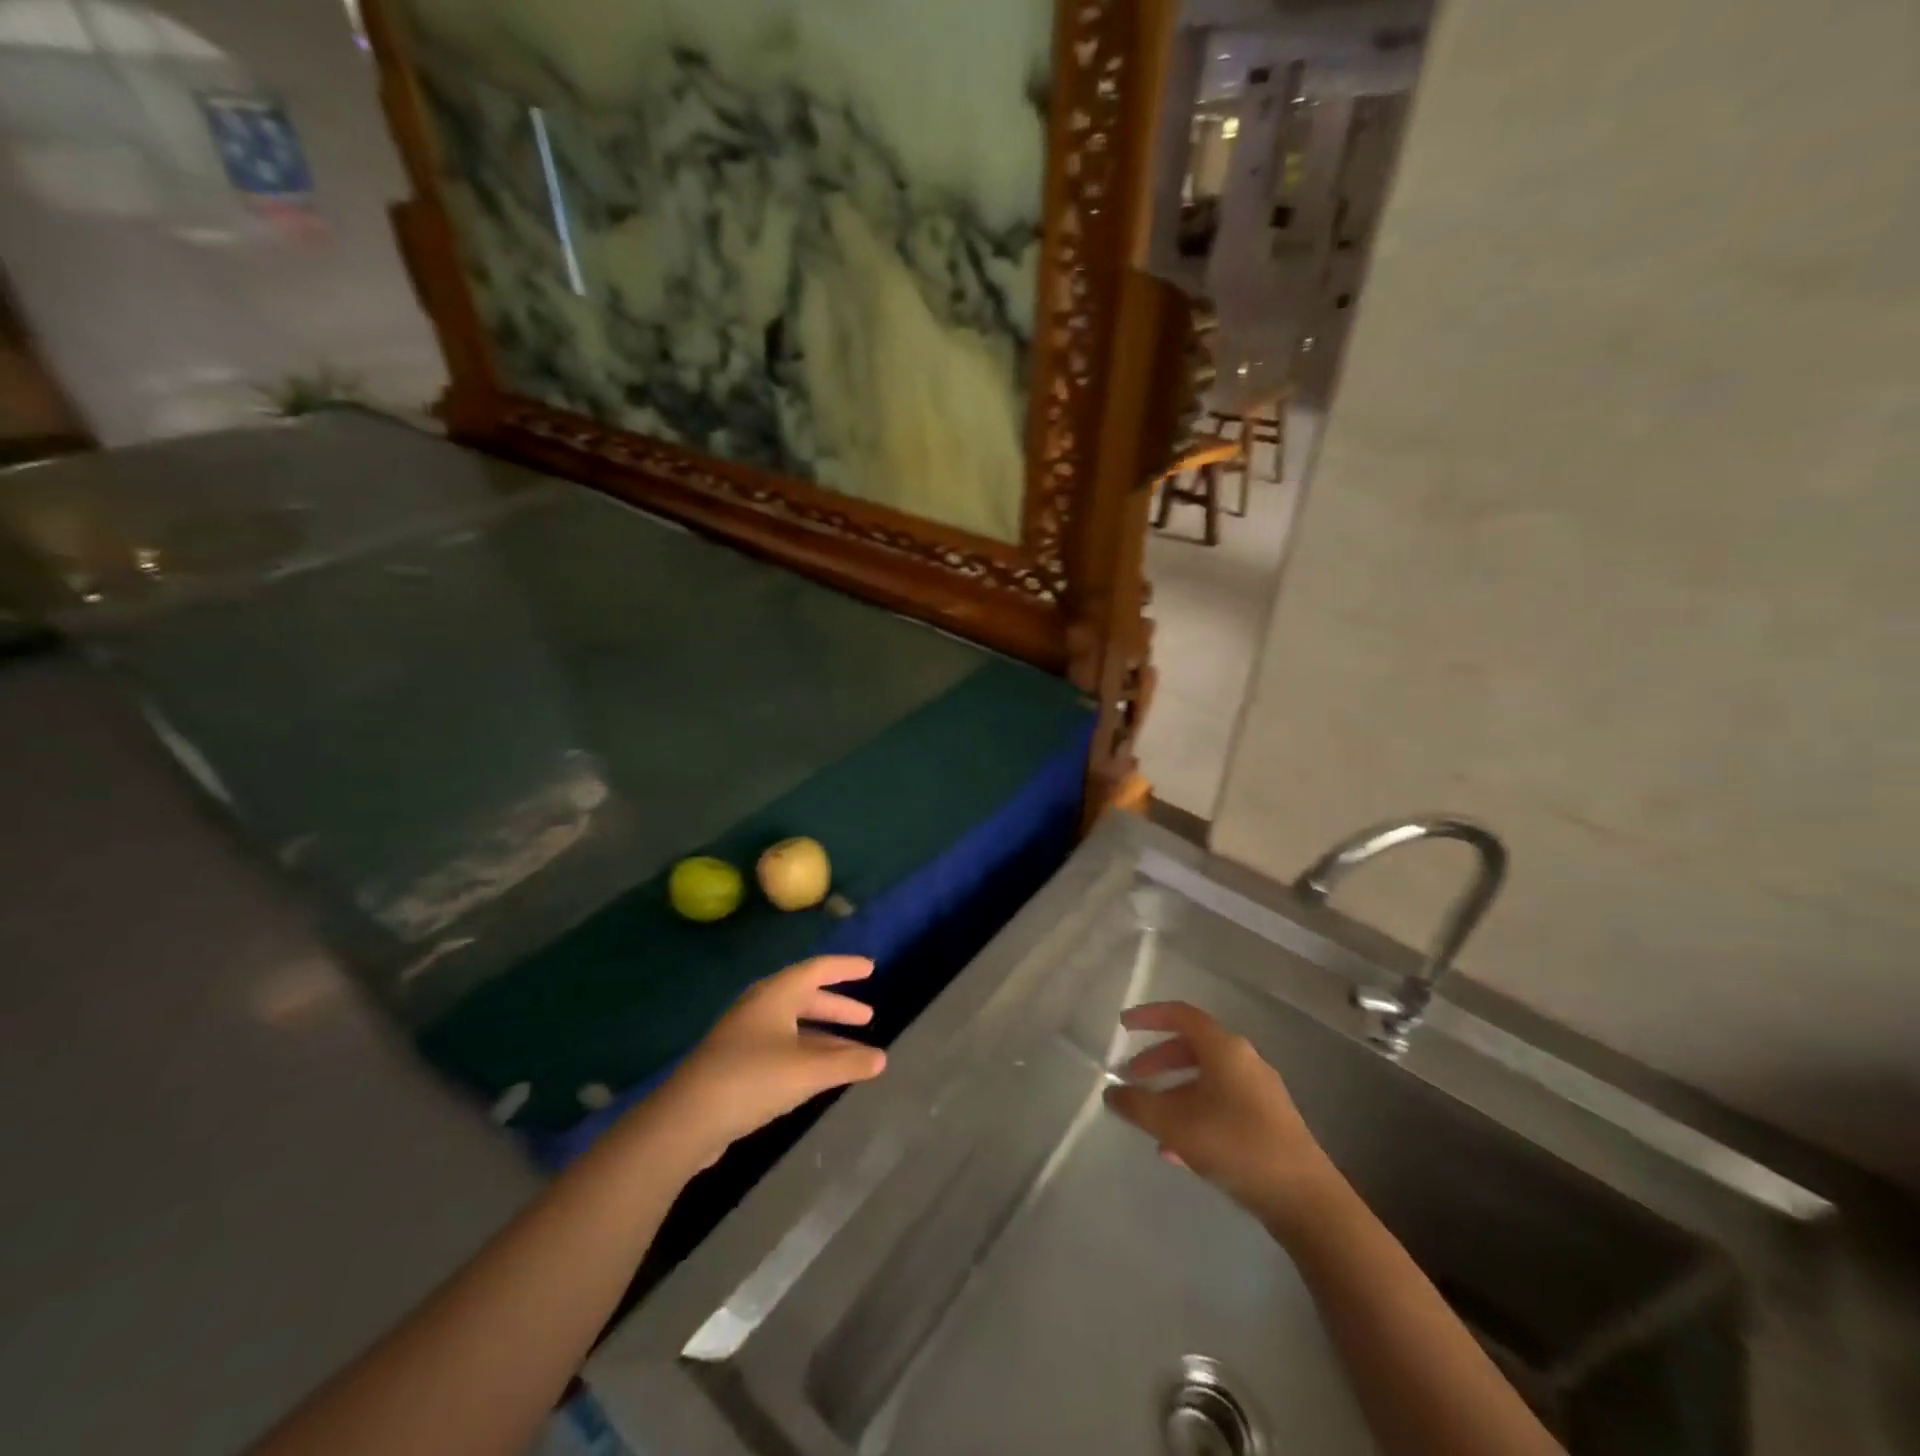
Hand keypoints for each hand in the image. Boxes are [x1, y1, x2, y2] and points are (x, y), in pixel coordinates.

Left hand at [647, 956, 886, 1169]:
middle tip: (867, 1016)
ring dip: (824, 1035)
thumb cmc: (752, 1080)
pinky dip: (806, 1053)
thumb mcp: (807, 1071)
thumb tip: (882, 1058)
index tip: (871, 968)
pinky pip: (782, 1048)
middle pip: (805, 998)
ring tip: (853, 1050)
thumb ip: (847, 1063)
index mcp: (775, 995)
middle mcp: (760, 1007)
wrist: (686, 1120)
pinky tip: (820, 1074)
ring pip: (794, 1026)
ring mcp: (744, 1036)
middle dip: (837, 1006)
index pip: (817, 969)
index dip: (845, 968)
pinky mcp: (736, 1064)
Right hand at [1105, 1001, 1344, 1237]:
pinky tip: (1176, 1150)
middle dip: (1158, 1060)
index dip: (1149, 1016)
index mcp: (1224, 1048)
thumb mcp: (1175, 1124)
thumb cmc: (1235, 1145)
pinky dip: (1195, 1115)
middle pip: (1193, 1047)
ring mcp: (1259, 1092)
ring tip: (1150, 1119)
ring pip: (1207, 1079)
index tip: (1124, 1025)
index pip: (1181, 1015)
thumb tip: (1111, 1092)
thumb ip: (1137, 1105)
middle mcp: (1244, 1061)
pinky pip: (1221, 1105)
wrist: (1304, 1199)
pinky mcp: (1268, 1123)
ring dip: (1174, 1092)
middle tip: (1132, 1076)